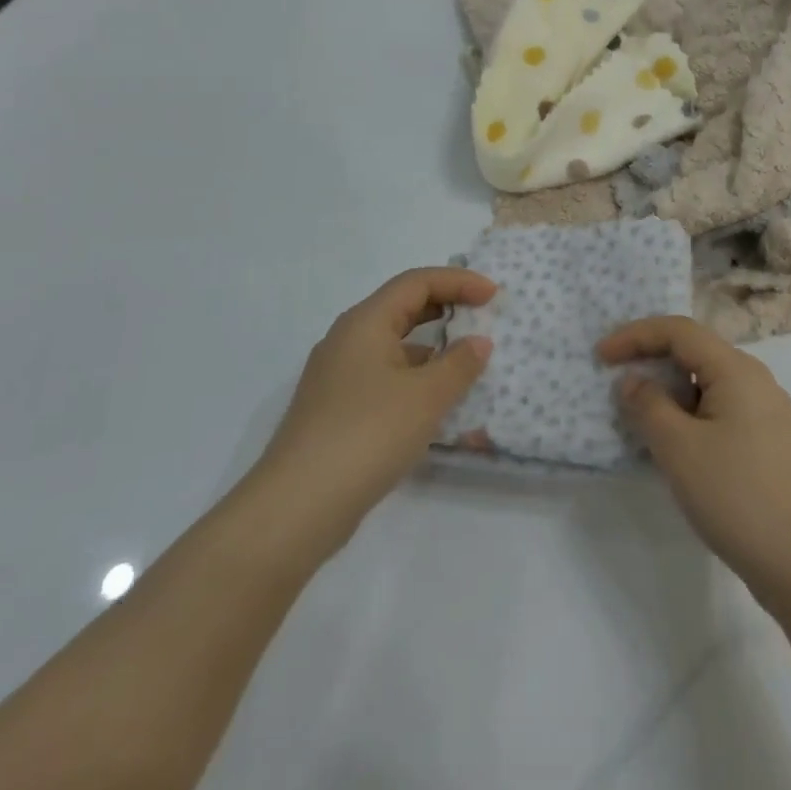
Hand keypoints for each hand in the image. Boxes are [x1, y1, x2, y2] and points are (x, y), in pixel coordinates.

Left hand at [251, 268, 495, 557]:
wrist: (297, 507)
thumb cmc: (367, 435)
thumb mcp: (426, 397)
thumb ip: (459, 364)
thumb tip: (478, 343)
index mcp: (365, 322)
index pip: (417, 282)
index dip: (459, 282)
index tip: (493, 295)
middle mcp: (347, 339)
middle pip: (402, 307)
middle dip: (445, 307)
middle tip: (482, 317)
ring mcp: (336, 376)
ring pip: (392, 345)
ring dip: (431, 346)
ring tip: (465, 364)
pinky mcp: (334, 409)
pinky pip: (383, 376)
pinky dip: (413, 377)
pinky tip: (434, 404)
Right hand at [600, 316, 790, 608]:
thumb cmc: (737, 496)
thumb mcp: (679, 448)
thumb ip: (648, 406)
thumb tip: (633, 381)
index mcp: (736, 369)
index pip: (678, 330)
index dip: (635, 335)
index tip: (600, 355)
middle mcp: (755, 380)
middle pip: (694, 351)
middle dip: (651, 359)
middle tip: (614, 379)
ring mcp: (766, 412)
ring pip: (706, 383)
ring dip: (669, 390)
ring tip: (637, 414)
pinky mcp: (768, 442)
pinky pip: (719, 409)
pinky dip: (688, 413)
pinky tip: (673, 443)